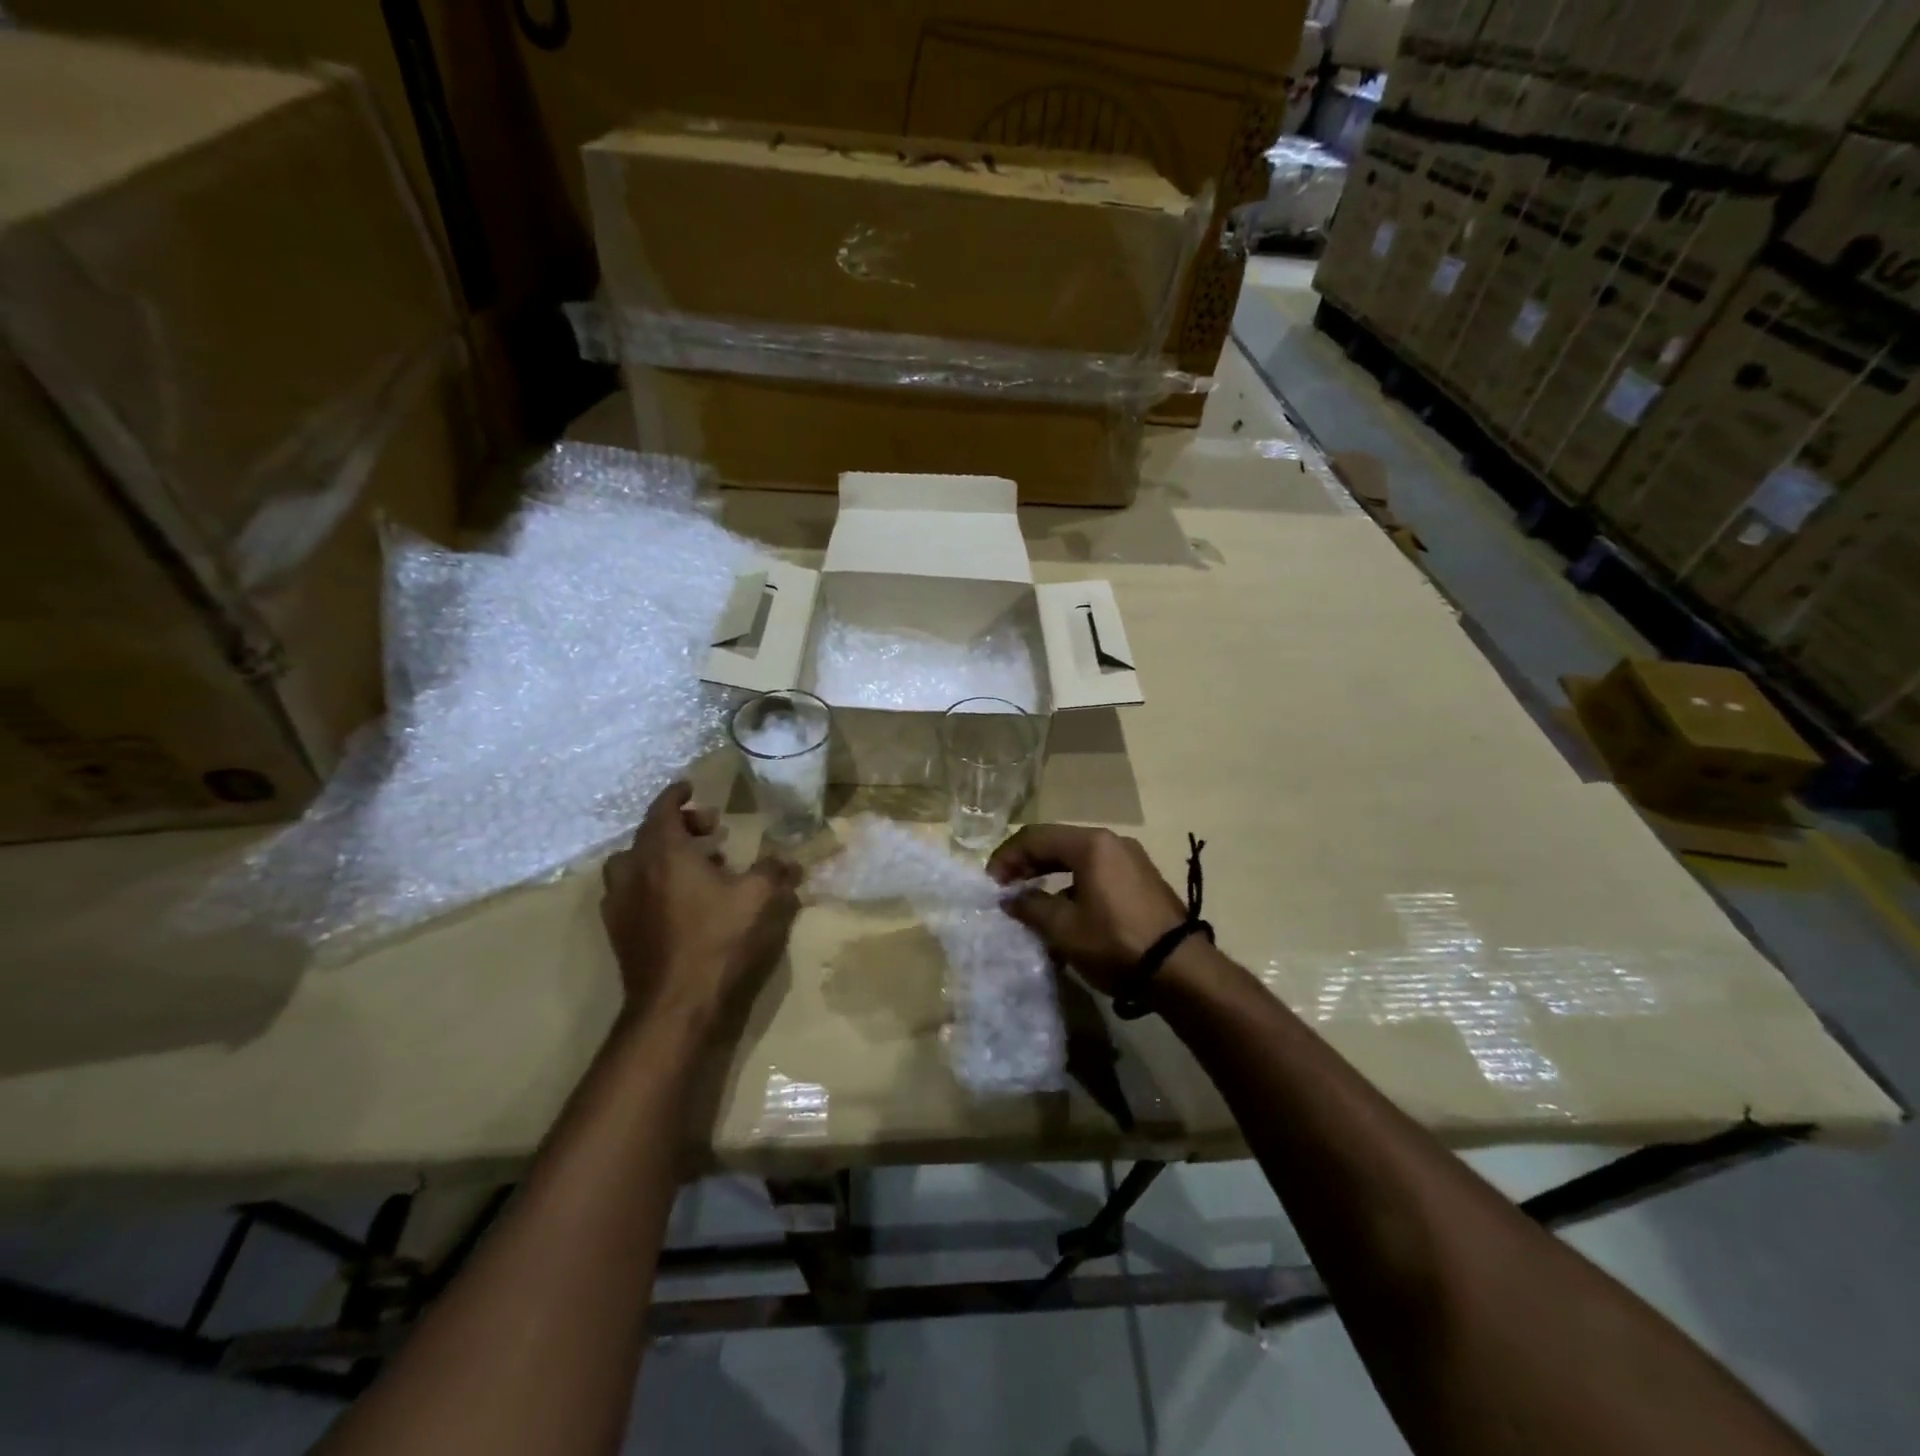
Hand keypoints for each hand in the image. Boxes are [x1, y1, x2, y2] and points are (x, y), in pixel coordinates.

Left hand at [600, 782, 801, 1033]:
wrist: (675, 1006)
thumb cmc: (718, 940)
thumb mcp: (759, 898)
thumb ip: (774, 870)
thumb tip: (789, 860)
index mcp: (664, 853)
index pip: (662, 809)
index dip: (677, 795)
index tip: (691, 788)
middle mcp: (634, 871)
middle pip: (649, 835)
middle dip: (679, 826)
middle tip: (711, 832)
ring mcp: (621, 904)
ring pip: (634, 864)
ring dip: (661, 856)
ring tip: (694, 867)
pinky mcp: (619, 933)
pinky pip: (631, 893)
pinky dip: (650, 884)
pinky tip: (676, 902)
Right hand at [987, 825, 1186, 995]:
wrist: (1180, 970)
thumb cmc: (1115, 942)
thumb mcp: (1064, 928)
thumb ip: (1030, 907)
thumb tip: (1009, 898)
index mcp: (1091, 844)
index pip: (1035, 837)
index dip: (1007, 857)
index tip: (991, 884)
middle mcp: (1112, 842)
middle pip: (1057, 843)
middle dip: (1027, 864)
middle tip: (1005, 889)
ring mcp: (1131, 860)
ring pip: (1078, 859)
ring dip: (1049, 876)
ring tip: (1031, 903)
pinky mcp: (1142, 881)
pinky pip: (1097, 872)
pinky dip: (1073, 885)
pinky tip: (1065, 913)